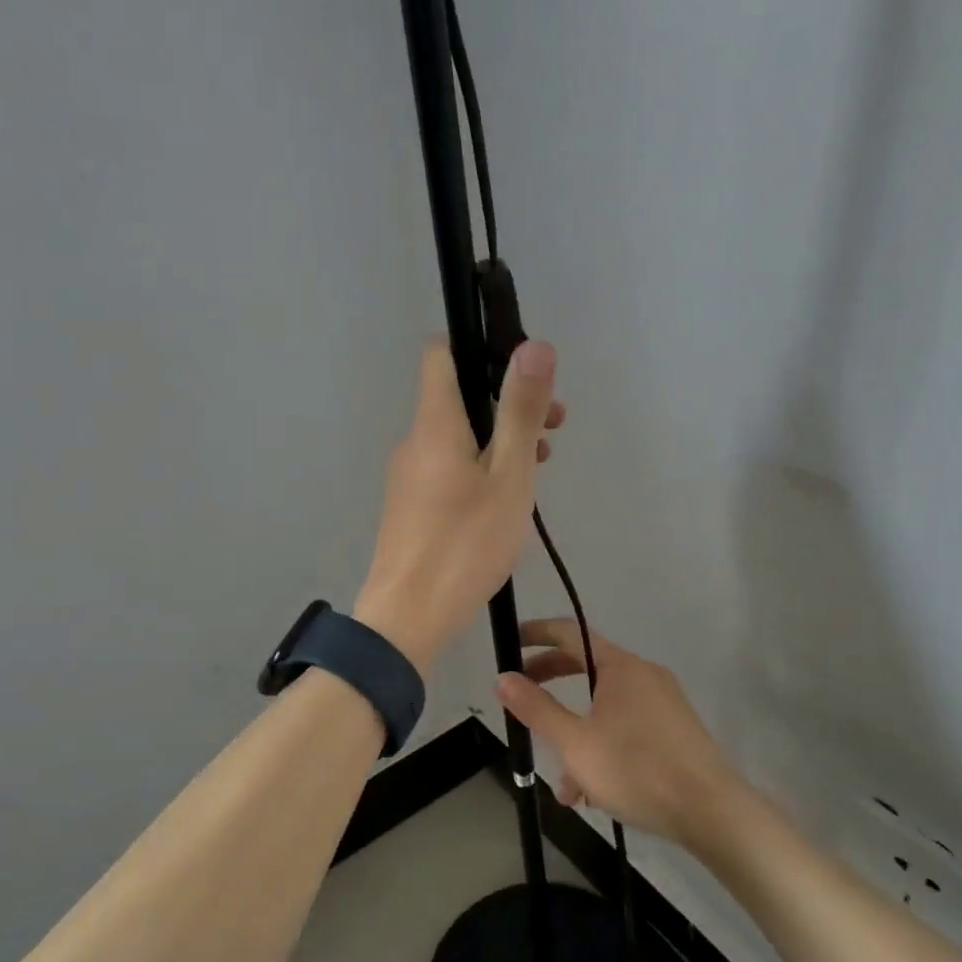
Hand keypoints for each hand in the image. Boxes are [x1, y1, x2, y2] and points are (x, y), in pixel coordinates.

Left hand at [354, 339, 562, 670]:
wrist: (407, 616)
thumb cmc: (465, 544)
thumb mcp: (508, 476)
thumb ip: (520, 410)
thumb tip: (534, 344)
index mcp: (434, 422)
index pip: (441, 352)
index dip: (480, 346)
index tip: (523, 369)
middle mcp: (415, 440)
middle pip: (458, 395)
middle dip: (507, 398)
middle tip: (554, 424)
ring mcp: (409, 474)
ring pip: (458, 434)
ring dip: (500, 435)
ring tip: (541, 461)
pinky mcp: (411, 503)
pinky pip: (448, 465)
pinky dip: (481, 464)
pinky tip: (508, 496)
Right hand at [496, 619, 734, 845]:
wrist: (714, 813)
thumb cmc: (637, 769)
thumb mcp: (574, 742)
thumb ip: (536, 708)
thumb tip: (503, 678)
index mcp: (619, 666)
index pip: (568, 631)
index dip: (535, 633)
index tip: (509, 643)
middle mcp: (643, 674)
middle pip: (585, 667)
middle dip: (550, 684)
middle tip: (521, 700)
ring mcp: (663, 703)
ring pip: (604, 707)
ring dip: (576, 734)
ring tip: (562, 782)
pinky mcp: (675, 732)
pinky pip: (626, 727)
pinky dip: (602, 747)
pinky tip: (593, 793)